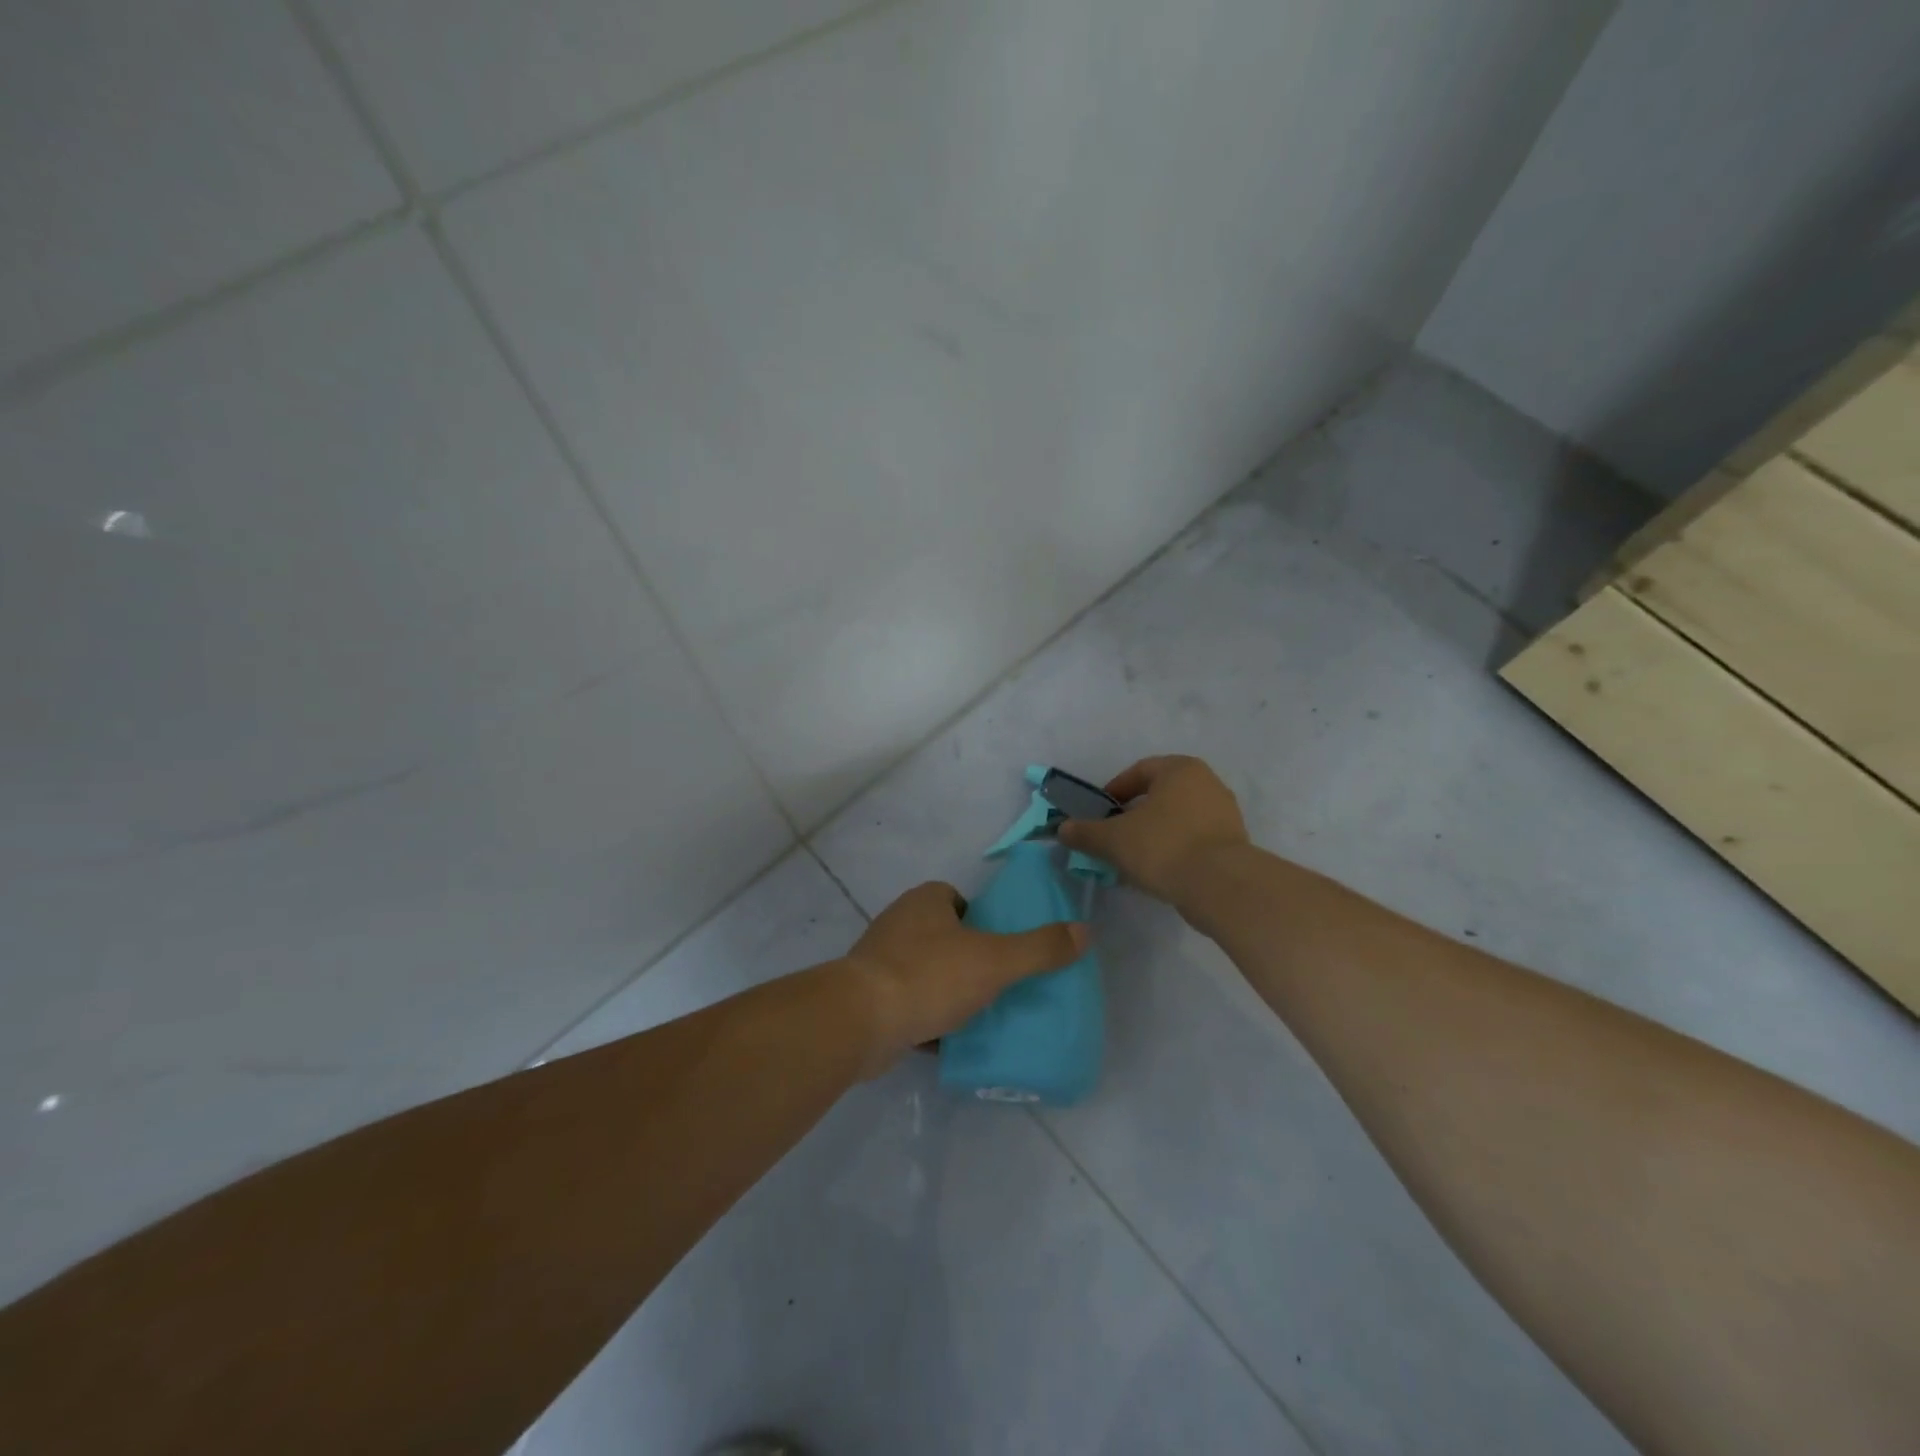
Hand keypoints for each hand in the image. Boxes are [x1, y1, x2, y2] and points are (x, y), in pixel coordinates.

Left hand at [842, 882, 1087, 1074]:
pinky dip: (926, 1019)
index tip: (1000, 947)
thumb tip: (1086, 931)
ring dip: (946, 990)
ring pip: (924, 971)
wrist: (861, 1022)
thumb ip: (1040, 948)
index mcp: (925, 902)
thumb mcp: (995, 961)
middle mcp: (898, 923)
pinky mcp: (869, 997)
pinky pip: (907, 1003)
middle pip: (942, 936)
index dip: (980, 919)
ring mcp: (879, 961)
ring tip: (977, 1014)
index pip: (957, 899)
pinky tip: (948, 1041)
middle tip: (996, 983)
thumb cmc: (929, 977)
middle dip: (966, 957)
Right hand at [1056, 755, 1248, 904]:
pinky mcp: (1233, 844)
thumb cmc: (1163, 846)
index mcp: (1180, 769)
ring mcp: (1225, 814)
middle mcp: (1207, 783)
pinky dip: (1174, 850)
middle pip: (1159, 795)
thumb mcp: (1113, 839)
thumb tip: (1063, 829)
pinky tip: (1158, 871)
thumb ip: (1085, 832)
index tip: (1100, 814)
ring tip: (1133, 859)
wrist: (1220, 886)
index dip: (1115, 791)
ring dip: (1153, 834)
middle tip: (1114, 836)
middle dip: (1134, 815)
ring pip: (1177, 819)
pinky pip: (1194, 840)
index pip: (1139, 771)